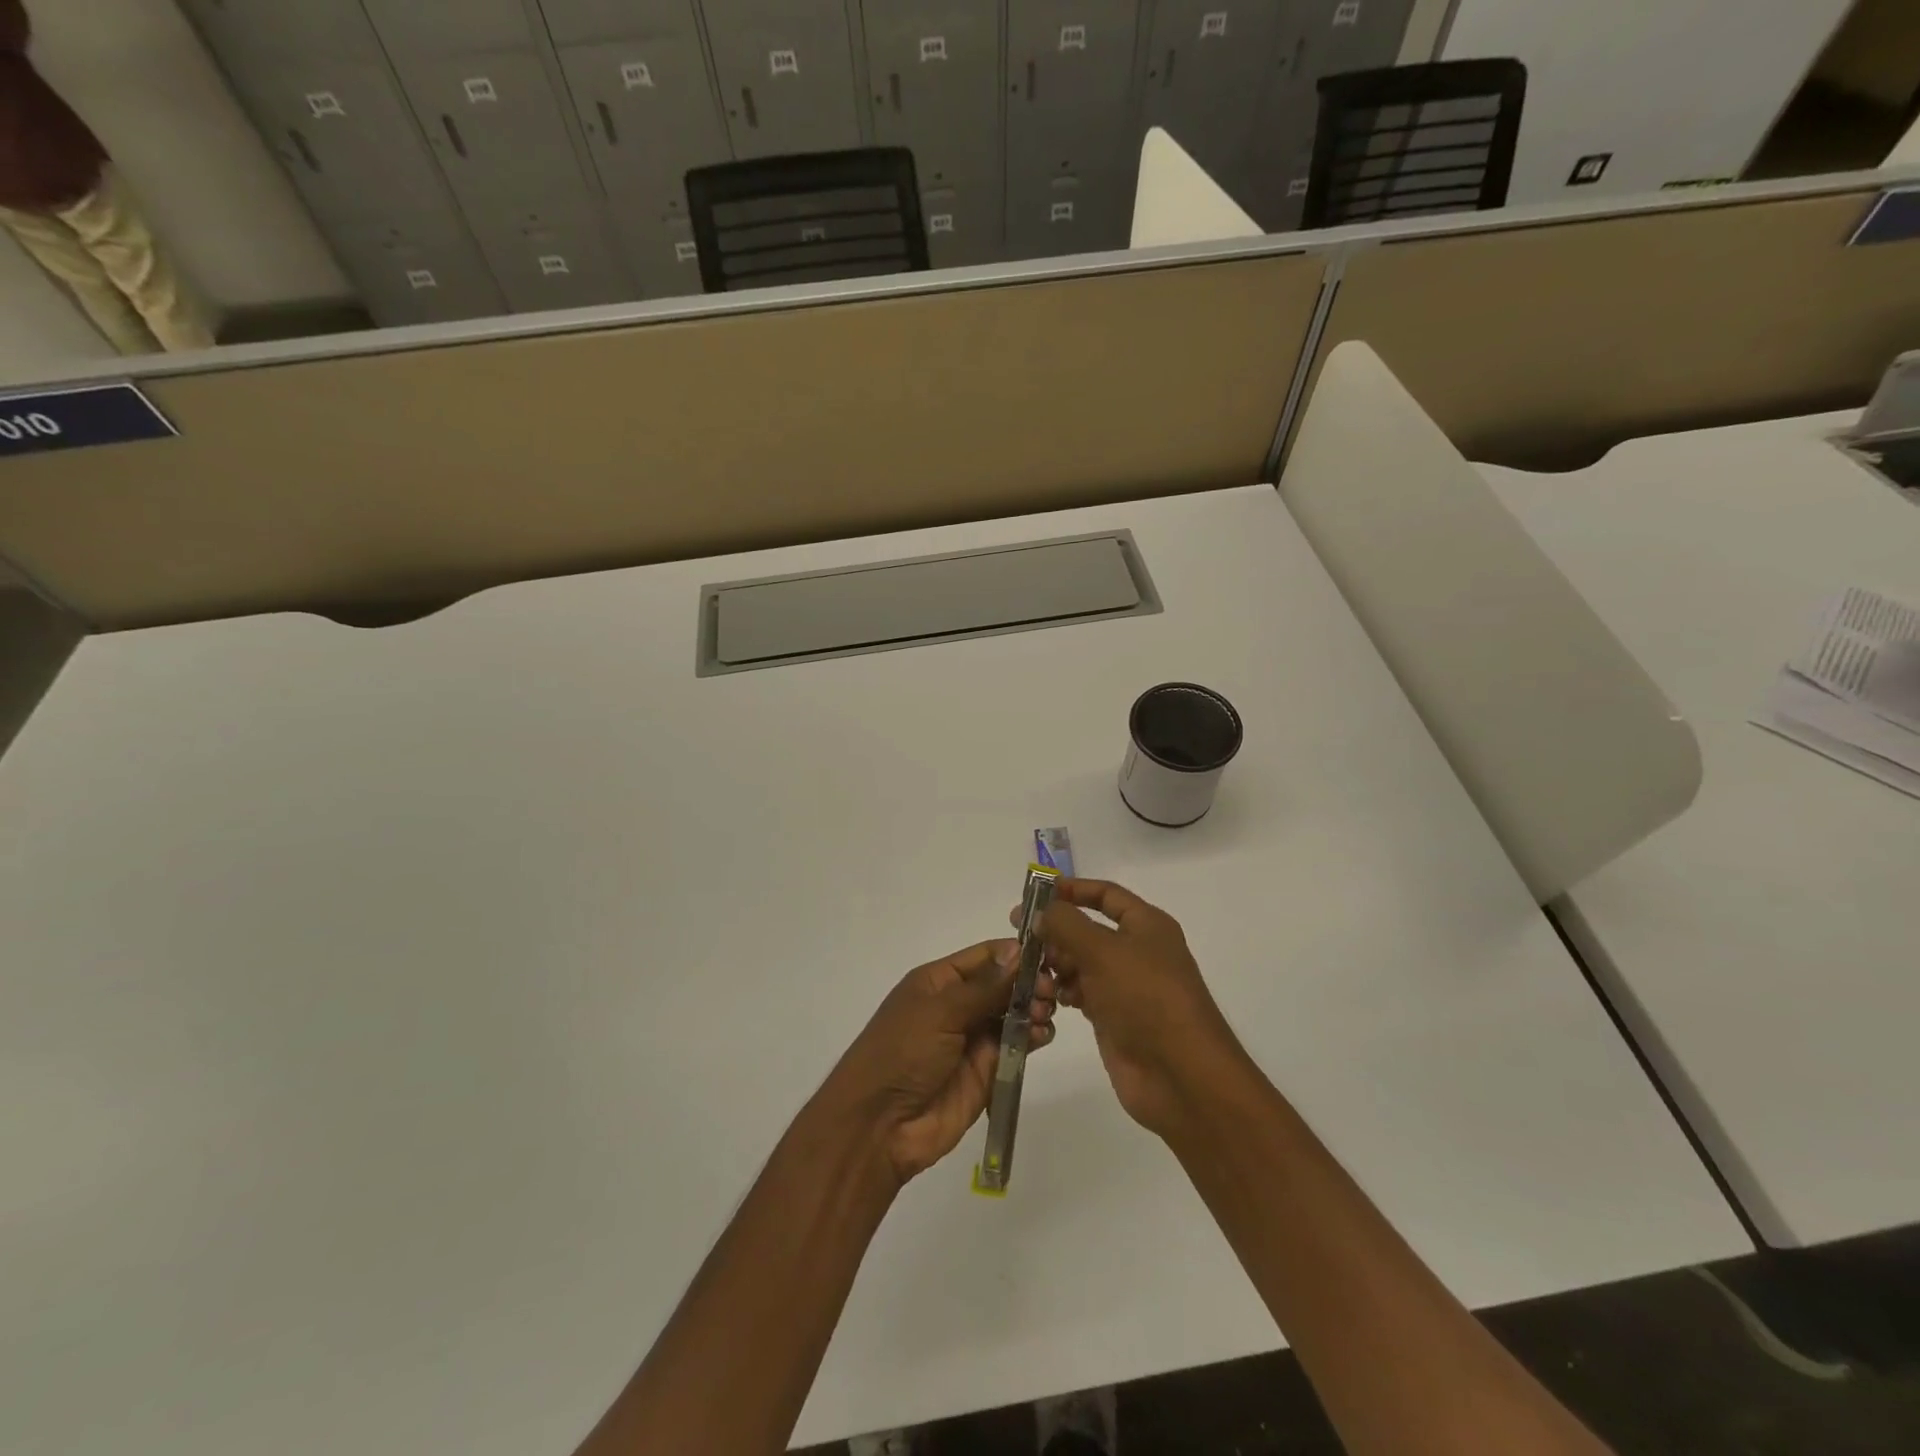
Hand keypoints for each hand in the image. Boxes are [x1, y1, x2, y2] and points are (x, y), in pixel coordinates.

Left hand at [819, 940, 1055, 1184]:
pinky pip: (1016, 1046)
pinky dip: (1033, 1037)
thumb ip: (984, 986)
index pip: (985, 956)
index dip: (1016, 954)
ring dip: (1034, 1009)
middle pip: (1004, 984)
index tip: (1049, 955)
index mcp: (939, 981)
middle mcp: (958, 1004)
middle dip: (1029, 984)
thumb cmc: (901, 1054)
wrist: (879, 1126)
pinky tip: (1042, 1035)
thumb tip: (1018, 951)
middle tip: (1050, 992)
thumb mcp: (940, 1011)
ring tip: (1045, 1015)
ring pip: (1014, 1014)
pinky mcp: (987, 1070)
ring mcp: (973, 1038)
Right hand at [1016, 879, 1247, 1139]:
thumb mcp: (1103, 950)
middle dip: (1056, 933)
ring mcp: (1126, 986)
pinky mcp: (1114, 1017)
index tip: (1035, 894)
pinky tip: (1050, 999)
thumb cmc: (1145, 998)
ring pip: (1081, 963)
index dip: (1072, 889)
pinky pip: (1082, 993)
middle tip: (1022, 940)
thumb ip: (1066, 924)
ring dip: (1056, 965)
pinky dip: (1064, 992)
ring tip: (1035, 976)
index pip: (1105, 894)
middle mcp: (1137, 950)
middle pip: (1088, 929)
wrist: (1180, 1075)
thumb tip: (1039, 912)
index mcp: (1146, 925)